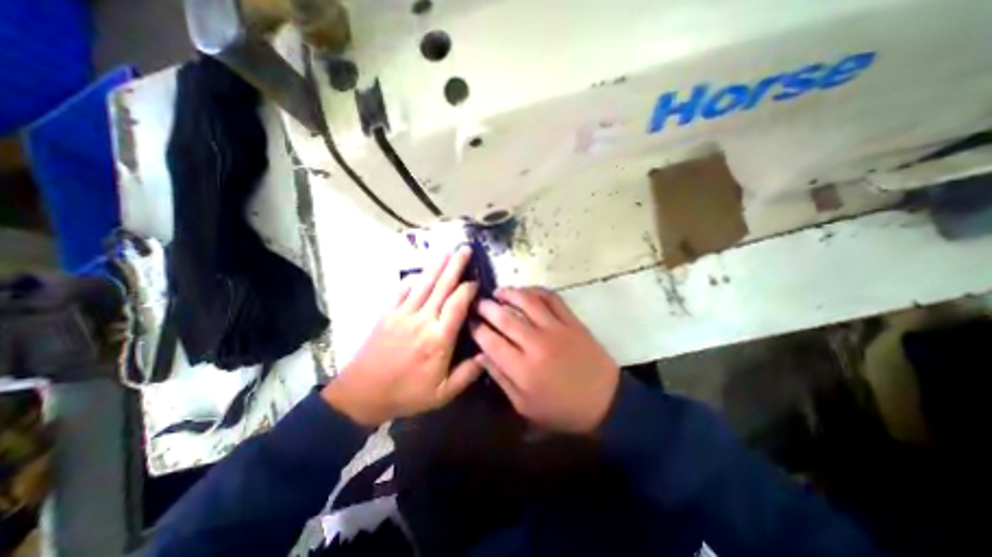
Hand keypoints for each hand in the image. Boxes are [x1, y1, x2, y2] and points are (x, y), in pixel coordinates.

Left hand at [324, 245, 481, 424]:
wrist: (362, 394)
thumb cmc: (406, 394)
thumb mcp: (443, 394)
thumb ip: (468, 374)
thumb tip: (488, 354)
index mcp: (438, 339)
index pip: (457, 304)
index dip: (468, 289)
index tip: (476, 282)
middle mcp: (422, 320)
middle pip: (441, 286)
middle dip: (455, 265)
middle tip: (465, 249)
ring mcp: (402, 314)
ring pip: (423, 283)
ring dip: (437, 265)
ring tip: (447, 250)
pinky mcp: (387, 313)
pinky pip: (402, 290)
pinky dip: (413, 279)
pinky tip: (421, 272)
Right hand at [472, 286, 616, 432]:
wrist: (605, 401)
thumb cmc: (561, 409)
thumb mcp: (525, 405)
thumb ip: (501, 379)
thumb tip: (481, 356)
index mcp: (522, 369)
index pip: (490, 341)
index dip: (477, 329)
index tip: (471, 322)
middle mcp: (536, 344)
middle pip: (505, 318)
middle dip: (487, 307)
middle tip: (479, 303)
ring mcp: (556, 329)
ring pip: (527, 302)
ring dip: (509, 293)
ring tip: (499, 292)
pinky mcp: (572, 321)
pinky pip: (552, 298)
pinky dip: (537, 290)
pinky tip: (527, 291)